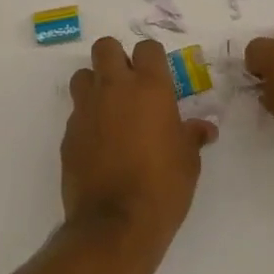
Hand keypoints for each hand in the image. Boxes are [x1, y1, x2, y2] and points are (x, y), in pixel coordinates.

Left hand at [62, 36, 216, 248]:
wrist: (115, 225)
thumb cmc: (162, 187)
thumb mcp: (188, 161)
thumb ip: (191, 136)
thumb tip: (204, 129)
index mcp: (149, 87)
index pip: (147, 48)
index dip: (152, 59)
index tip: (158, 77)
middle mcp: (114, 89)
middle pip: (105, 47)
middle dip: (115, 58)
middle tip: (129, 84)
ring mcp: (86, 109)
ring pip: (83, 76)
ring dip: (95, 85)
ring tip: (110, 109)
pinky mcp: (68, 134)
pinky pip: (76, 113)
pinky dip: (87, 120)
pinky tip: (99, 144)